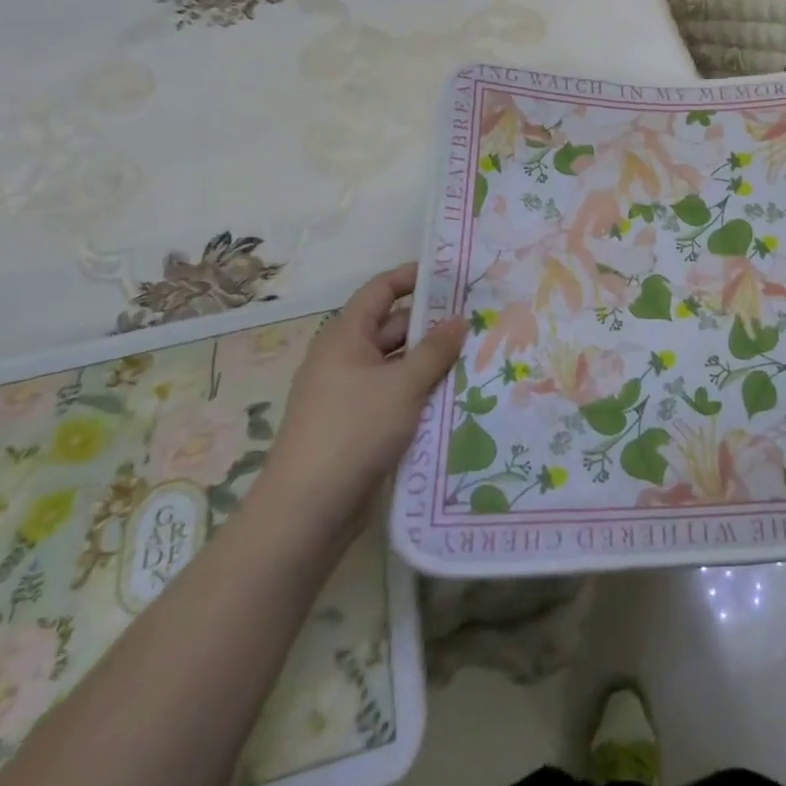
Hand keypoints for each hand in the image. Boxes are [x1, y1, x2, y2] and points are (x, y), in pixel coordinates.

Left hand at [256, 263, 465, 542]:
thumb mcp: (403, 385)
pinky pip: (395, 394)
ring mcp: (350, 393)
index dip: (413, 277)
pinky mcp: (358, 424)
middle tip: (478, 320)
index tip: (452, 275)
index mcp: (345, 336)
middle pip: (393, 326)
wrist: (308, 510)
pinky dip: (420, 390)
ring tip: (476, 356)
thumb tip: (459, 319)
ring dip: (431, 360)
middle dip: (433, 324)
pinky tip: (454, 395)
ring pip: (397, 364)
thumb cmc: (354, 430)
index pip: (381, 290)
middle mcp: (345, 358)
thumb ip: (435, 349)